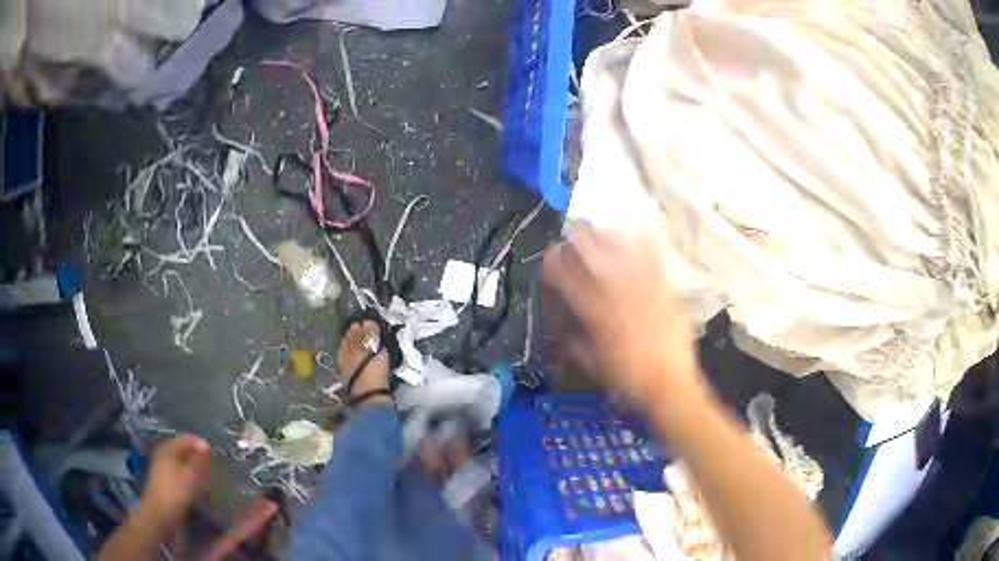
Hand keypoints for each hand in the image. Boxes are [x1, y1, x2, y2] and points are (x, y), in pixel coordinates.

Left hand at [140, 434, 210, 526]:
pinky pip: (180, 472)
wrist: (160, 514)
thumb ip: (197, 459)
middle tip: (211, 467)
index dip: (200, 444)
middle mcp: (164, 454)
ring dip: (194, 467)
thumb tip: (205, 444)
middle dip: (198, 456)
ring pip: (182, 462)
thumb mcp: (189, 475)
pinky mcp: (166, 481)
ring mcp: (163, 468)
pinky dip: (189, 476)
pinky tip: (197, 487)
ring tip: (207, 477)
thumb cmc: (175, 492)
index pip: (186, 438)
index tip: (214, 455)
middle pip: (184, 450)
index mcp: (168, 448)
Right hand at [543, 224, 705, 407]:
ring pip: (626, 262)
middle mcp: (620, 303)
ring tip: (603, 228)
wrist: (670, 386)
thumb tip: (565, 331)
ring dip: (612, 242)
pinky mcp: (667, 297)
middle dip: (584, 246)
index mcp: (599, 321)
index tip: (550, 255)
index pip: (573, 288)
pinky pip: (656, 268)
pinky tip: (643, 234)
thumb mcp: (595, 367)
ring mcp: (646, 296)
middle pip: (598, 267)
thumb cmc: (629, 382)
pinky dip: (649, 250)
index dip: (559, 269)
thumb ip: (577, 346)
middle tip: (574, 231)